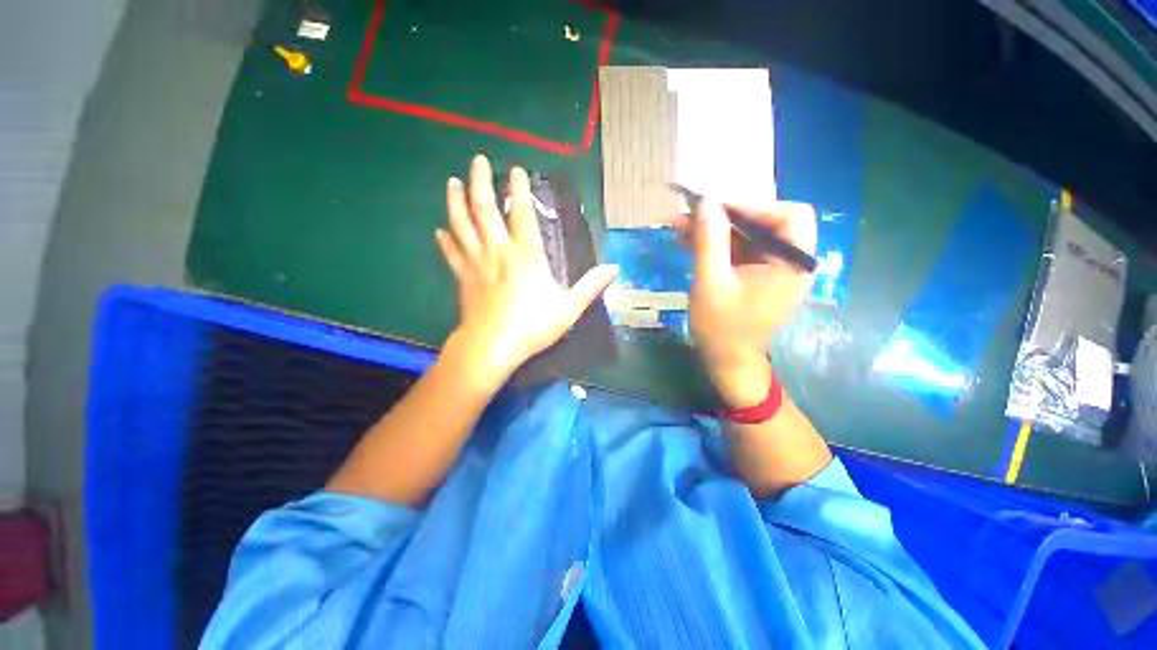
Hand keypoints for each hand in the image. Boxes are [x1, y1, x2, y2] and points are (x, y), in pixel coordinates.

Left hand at [435, 155, 618, 386]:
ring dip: (456, 201)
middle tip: (477, 160)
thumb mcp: (569, 308)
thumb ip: (590, 285)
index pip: (521, 214)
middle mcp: (498, 251)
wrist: (493, 347)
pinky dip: (445, 240)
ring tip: (451, 182)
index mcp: (526, 256)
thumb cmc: (532, 326)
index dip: (519, 190)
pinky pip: (451, 253)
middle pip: (484, 209)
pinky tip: (440, 230)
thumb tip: (614, 268)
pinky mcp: (462, 278)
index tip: (516, 170)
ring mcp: (477, 263)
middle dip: (480, 182)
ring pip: (462, 225)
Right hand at [675, 199, 816, 404]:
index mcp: (793, 264)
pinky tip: (687, 239)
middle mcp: (789, 261)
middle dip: (726, 216)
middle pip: (765, 222)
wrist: (726, 361)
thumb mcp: (711, 283)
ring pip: (746, 234)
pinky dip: (714, 244)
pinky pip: (737, 250)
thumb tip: (705, 202)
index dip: (754, 205)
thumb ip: (709, 242)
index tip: (716, 207)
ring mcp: (772, 268)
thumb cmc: (722, 328)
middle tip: (692, 212)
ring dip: (714, 229)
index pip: (790, 215)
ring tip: (679, 225)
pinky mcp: (754, 274)